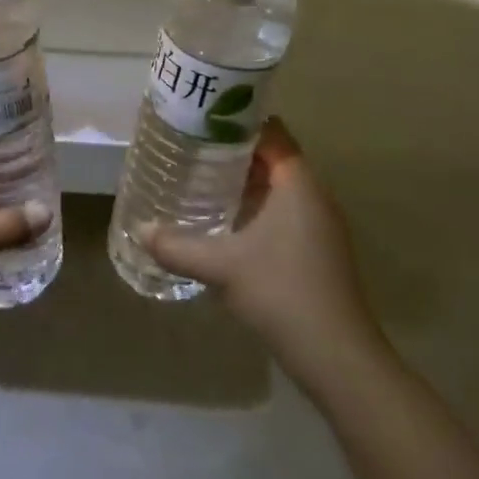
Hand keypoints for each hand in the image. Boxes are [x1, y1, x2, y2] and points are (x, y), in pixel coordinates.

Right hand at [142, 118, 384, 382]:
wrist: (338, 358)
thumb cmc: (282, 293)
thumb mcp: (221, 266)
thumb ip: (177, 246)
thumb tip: (141, 229)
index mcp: (298, 183)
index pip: (270, 131)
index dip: (236, 121)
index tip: (200, 119)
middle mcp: (313, 195)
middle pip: (272, 156)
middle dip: (233, 151)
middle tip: (191, 149)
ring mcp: (320, 225)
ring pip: (278, 187)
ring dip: (243, 182)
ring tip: (201, 179)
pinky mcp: (318, 250)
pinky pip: (283, 212)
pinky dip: (255, 207)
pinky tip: (226, 223)